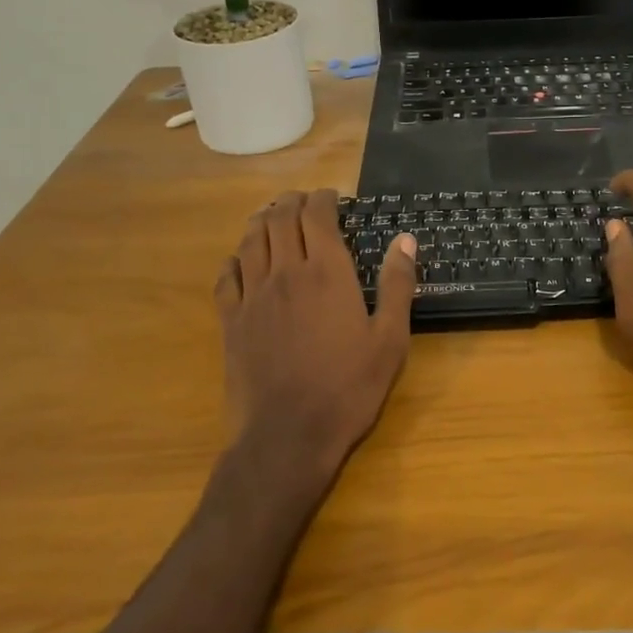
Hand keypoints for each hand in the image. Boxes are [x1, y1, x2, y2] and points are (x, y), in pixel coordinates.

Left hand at [214, 190, 417, 485]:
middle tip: (302, 200)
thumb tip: (405, 240)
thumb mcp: (390, 340)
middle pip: (281, 219)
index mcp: (327, 273)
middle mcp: (286, 273)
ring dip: (261, 221)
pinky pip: (226, 277)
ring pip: (250, 241)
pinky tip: (240, 261)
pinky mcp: (230, 321)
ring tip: (271, 216)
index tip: (332, 197)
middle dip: (291, 201)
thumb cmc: (348, 388)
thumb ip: (397, 285)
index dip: (323, 198)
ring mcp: (253, 296)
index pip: (318, 216)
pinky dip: (234, 259)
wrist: (288, 436)